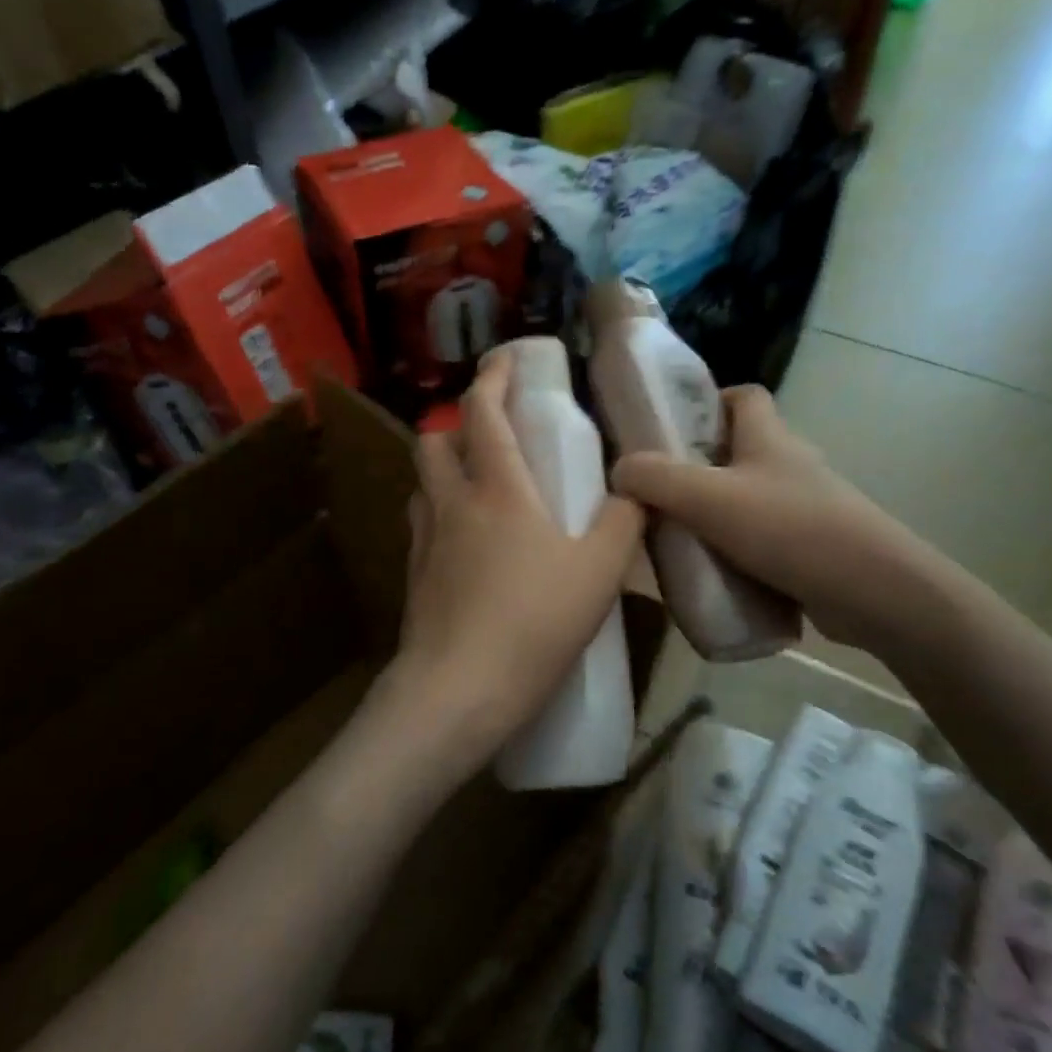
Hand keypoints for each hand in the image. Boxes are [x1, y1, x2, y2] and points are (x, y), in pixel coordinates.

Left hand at [391, 354, 643, 781]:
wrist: (457, 691)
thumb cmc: (532, 624)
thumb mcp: (599, 573)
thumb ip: (623, 524)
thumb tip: (636, 492)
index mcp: (497, 489)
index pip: (483, 412)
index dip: (492, 378)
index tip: (505, 360)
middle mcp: (452, 503)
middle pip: (433, 441)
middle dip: (458, 425)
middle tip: (493, 437)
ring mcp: (425, 541)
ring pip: (422, 484)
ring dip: (446, 471)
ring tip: (481, 489)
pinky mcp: (414, 577)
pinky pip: (423, 526)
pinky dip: (442, 516)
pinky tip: (470, 547)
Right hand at [610, 385, 944, 653]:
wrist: (873, 591)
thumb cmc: (789, 528)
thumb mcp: (708, 498)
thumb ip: (655, 479)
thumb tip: (619, 470)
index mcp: (770, 437)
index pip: (744, 396)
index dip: (710, 401)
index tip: (672, 427)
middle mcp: (790, 465)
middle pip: (740, 450)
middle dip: (699, 467)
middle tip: (659, 491)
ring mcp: (805, 507)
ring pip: (748, 498)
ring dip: (714, 513)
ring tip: (675, 537)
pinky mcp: (812, 547)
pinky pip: (762, 539)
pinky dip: (736, 550)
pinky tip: (711, 575)